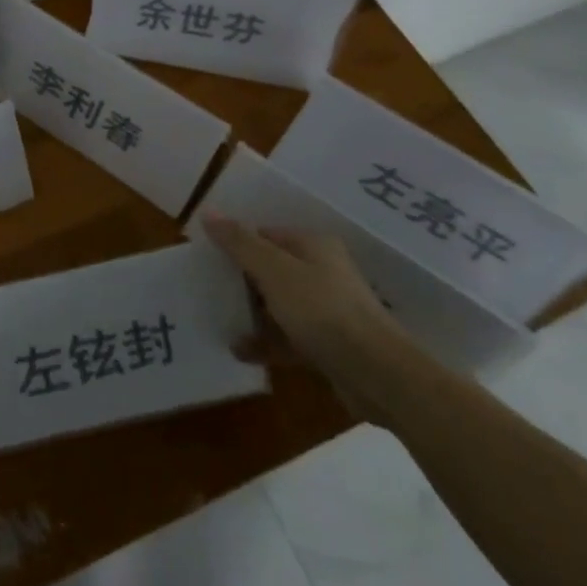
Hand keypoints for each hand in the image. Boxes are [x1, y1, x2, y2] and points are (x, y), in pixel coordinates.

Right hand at [203, 212, 427, 423]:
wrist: (379, 375)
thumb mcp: (273, 271)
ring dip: (252, 314)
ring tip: (219, 322)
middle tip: (208, 291)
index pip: (265, 235)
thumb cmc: (322, 310)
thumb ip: (239, 242)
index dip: (236, 245)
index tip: (207, 261)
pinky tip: (240, 352)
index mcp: (313, 246)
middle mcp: (323, 271)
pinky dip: (266, 342)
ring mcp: (328, 309)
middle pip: (271, 269)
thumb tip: (208, 210)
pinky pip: (289, 336)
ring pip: (279, 304)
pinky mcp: (329, 343)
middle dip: (240, 281)